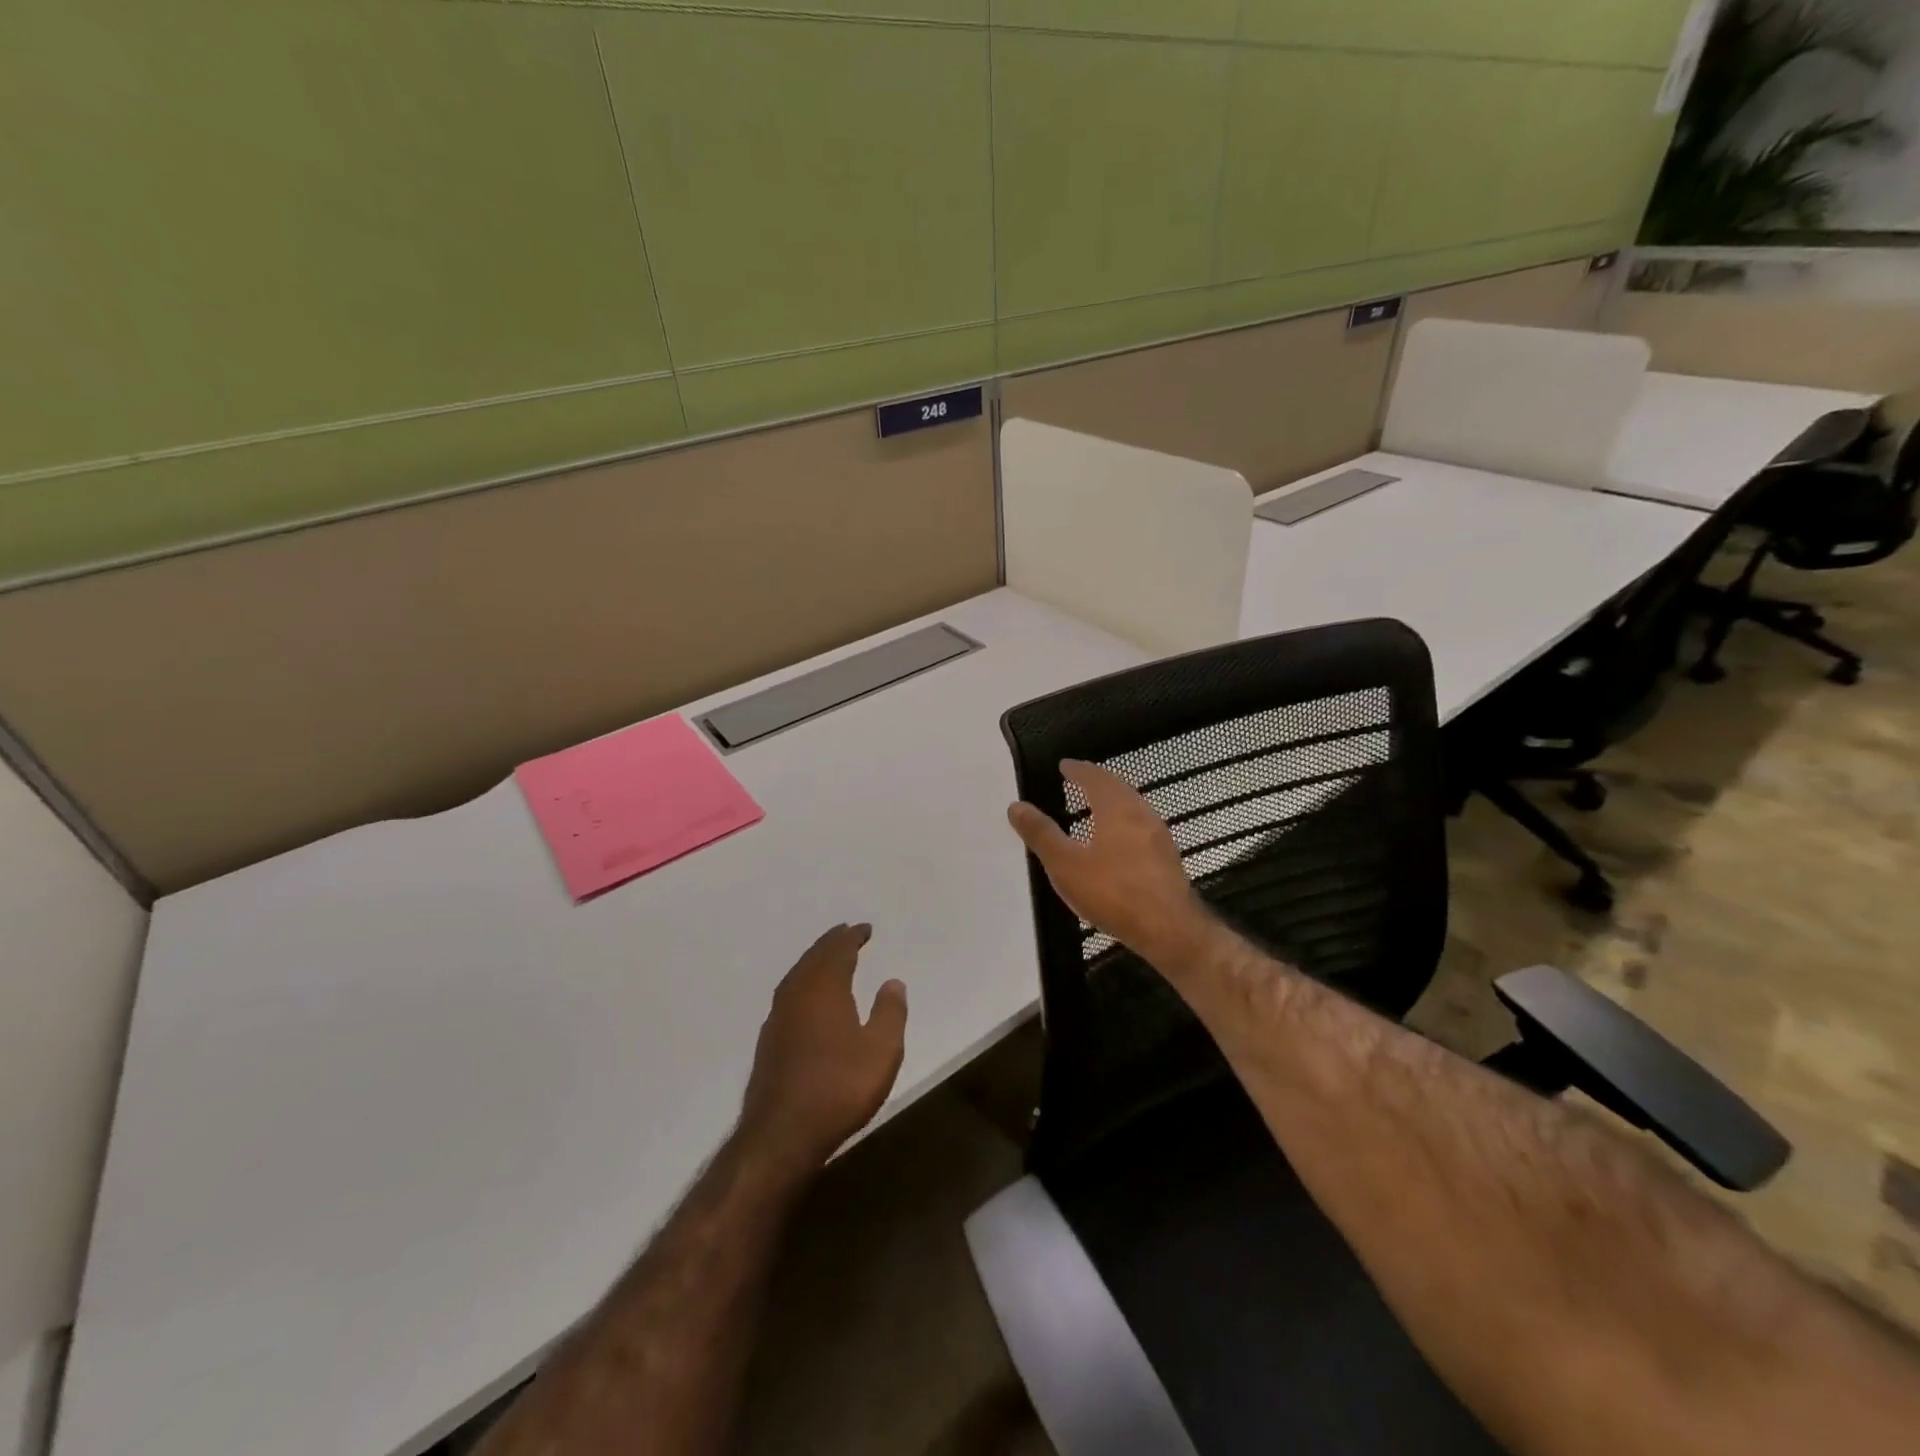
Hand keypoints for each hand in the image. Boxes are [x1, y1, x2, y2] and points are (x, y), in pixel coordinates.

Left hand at [738, 925, 907, 1176]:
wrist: (781, 1134)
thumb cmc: (839, 1088)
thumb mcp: (881, 1051)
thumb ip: (890, 1012)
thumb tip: (892, 981)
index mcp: (825, 988)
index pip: (838, 951)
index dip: (852, 937)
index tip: (864, 929)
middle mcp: (797, 994)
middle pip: (814, 958)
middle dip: (831, 943)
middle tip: (845, 933)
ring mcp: (778, 1018)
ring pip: (797, 975)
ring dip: (814, 961)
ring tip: (827, 958)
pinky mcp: (768, 1041)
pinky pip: (788, 994)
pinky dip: (802, 983)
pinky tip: (806, 998)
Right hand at [1008, 760, 1206, 961]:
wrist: (1169, 930)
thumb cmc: (1113, 892)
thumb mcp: (1066, 865)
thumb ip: (1042, 834)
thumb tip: (1016, 806)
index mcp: (1117, 809)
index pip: (1095, 778)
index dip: (1078, 770)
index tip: (1066, 765)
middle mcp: (1142, 814)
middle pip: (1119, 788)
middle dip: (1098, 781)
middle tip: (1081, 779)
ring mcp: (1159, 836)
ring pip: (1134, 807)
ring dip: (1115, 800)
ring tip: (1098, 805)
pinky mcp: (1167, 858)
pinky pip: (1142, 827)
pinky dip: (1126, 822)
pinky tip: (1120, 840)